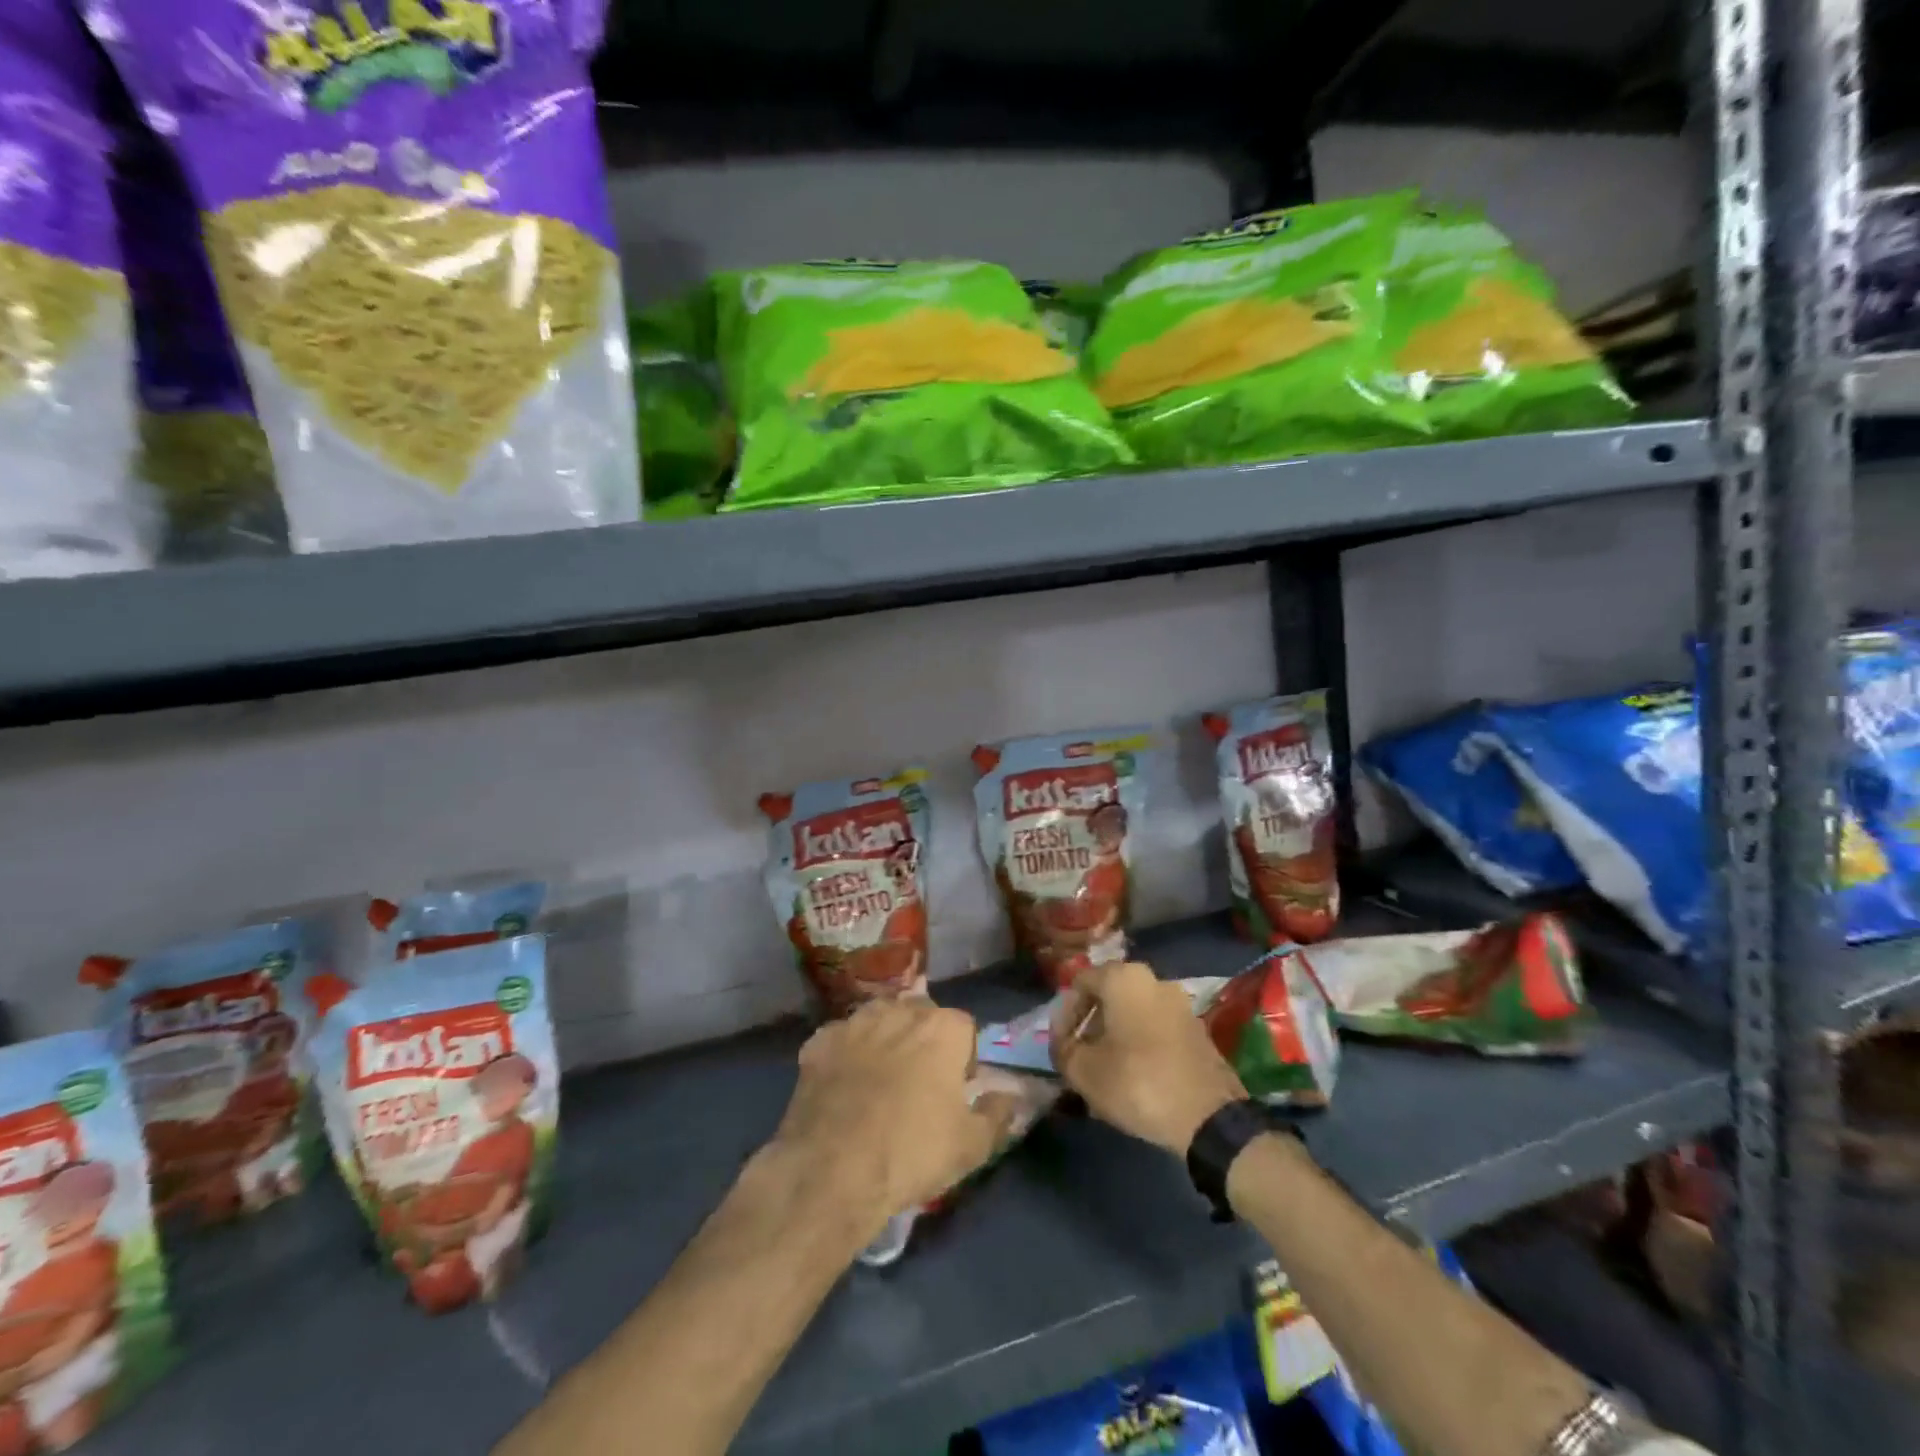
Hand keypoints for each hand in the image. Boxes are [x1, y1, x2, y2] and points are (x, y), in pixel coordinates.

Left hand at [769, 999, 1018, 1245]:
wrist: (834, 1169)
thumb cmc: (912, 1152)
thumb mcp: (971, 1146)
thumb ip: (997, 1114)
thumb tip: (1010, 1096)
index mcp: (943, 1028)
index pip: (964, 1028)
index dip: (963, 1058)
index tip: (956, 1090)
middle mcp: (900, 1011)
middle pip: (921, 1014)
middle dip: (924, 1039)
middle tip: (919, 1083)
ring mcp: (855, 1022)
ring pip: (879, 1018)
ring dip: (885, 1038)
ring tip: (880, 1080)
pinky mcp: (819, 1041)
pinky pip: (840, 1038)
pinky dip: (844, 1055)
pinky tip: (842, 1086)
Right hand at [1050, 961, 1246, 1155]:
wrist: (1209, 1117)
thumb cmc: (1138, 1082)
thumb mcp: (1084, 1070)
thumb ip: (1063, 1048)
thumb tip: (1061, 1040)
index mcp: (1123, 977)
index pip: (1080, 983)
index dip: (1064, 1014)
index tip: (1061, 1045)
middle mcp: (1153, 979)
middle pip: (1108, 995)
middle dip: (1089, 1024)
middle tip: (1079, 1056)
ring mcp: (1179, 1003)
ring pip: (1132, 1012)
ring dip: (1114, 1035)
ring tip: (1104, 1070)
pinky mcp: (1196, 1028)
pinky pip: (1155, 1027)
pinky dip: (1139, 1043)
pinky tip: (1133, 1075)